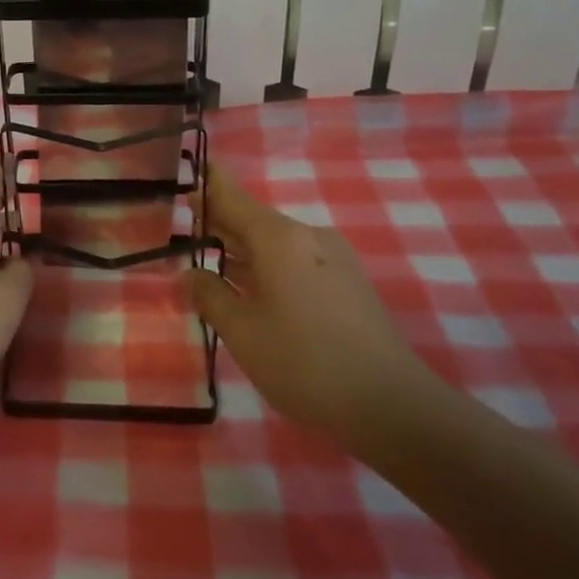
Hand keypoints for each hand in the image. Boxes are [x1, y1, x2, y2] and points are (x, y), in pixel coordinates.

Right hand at [183, 161, 429, 445]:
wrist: (392, 405)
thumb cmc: (304, 363)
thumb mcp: (242, 332)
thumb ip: (209, 296)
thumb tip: (189, 274)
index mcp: (278, 238)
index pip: (232, 197)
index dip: (207, 185)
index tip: (188, 173)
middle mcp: (308, 236)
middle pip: (254, 220)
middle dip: (221, 223)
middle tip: (187, 227)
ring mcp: (334, 259)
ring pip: (276, 244)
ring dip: (244, 251)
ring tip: (212, 264)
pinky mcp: (349, 283)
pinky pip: (297, 262)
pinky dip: (269, 268)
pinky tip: (254, 292)